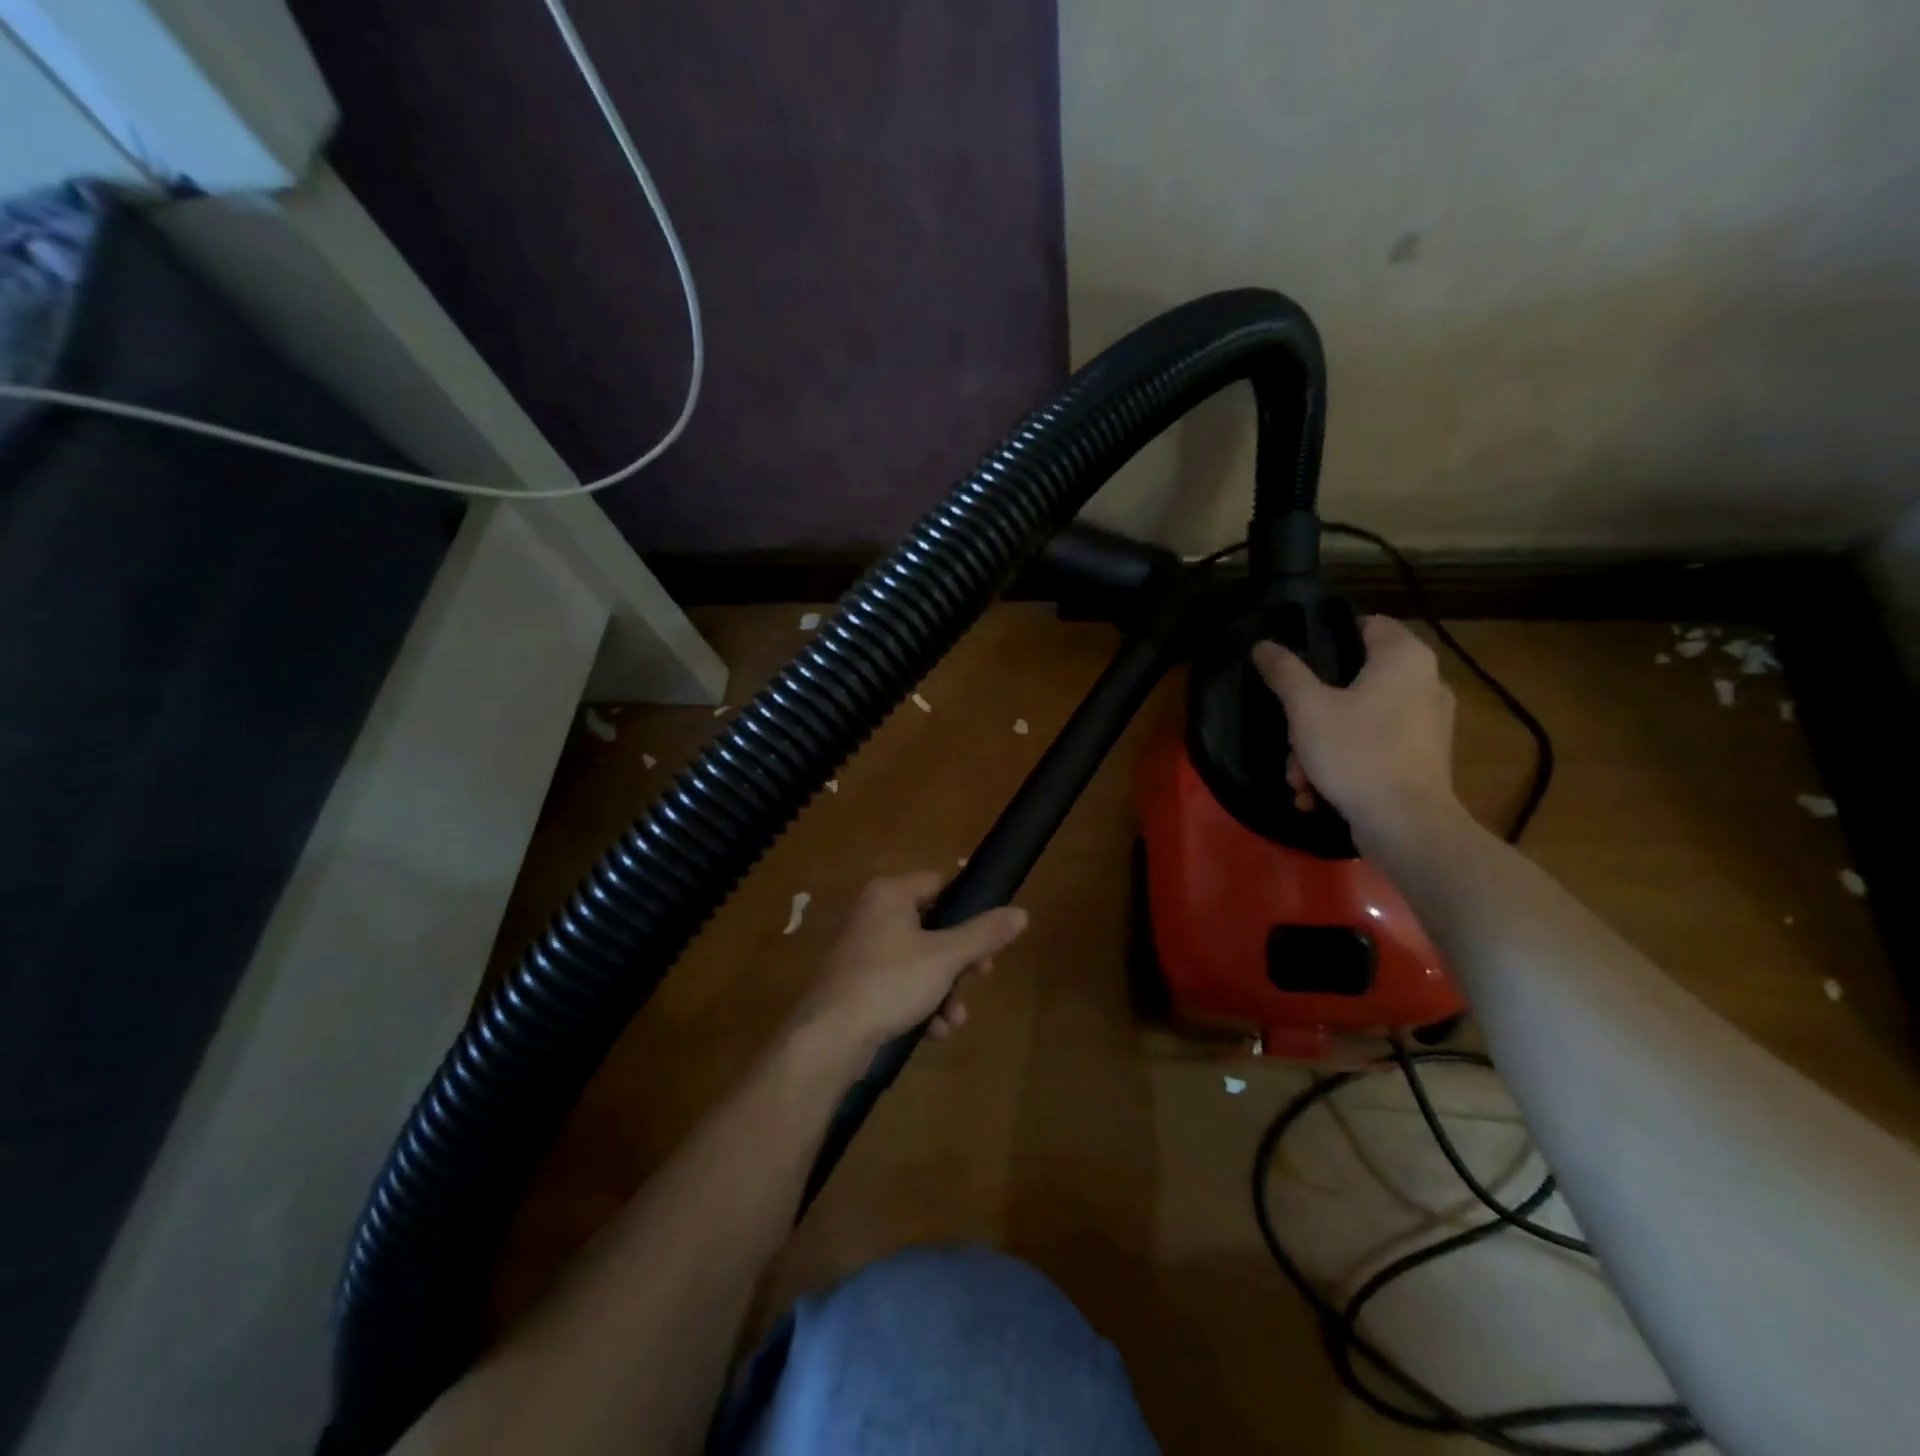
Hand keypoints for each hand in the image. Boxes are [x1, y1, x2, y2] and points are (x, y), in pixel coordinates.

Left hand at [788, 873, 1028, 1062]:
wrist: (831, 1036)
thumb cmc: (891, 981)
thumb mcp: (946, 956)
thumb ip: (984, 933)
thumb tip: (1021, 912)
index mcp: (890, 894)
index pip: (940, 883)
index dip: (968, 907)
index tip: (989, 936)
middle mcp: (874, 914)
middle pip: (933, 926)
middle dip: (960, 960)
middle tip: (981, 976)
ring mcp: (864, 951)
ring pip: (920, 961)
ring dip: (945, 990)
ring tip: (955, 1018)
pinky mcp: (859, 984)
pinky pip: (901, 985)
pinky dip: (921, 1004)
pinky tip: (934, 1032)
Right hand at [1249, 616, 1459, 838]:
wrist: (1406, 826)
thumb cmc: (1356, 753)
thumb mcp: (1306, 709)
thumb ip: (1284, 672)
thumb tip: (1264, 645)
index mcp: (1404, 658)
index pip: (1366, 624)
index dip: (1327, 636)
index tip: (1294, 661)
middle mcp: (1425, 682)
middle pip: (1353, 679)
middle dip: (1311, 713)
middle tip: (1290, 736)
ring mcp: (1428, 722)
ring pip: (1358, 718)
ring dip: (1319, 745)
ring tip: (1299, 778)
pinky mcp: (1422, 757)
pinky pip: (1374, 745)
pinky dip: (1343, 762)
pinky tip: (1317, 792)